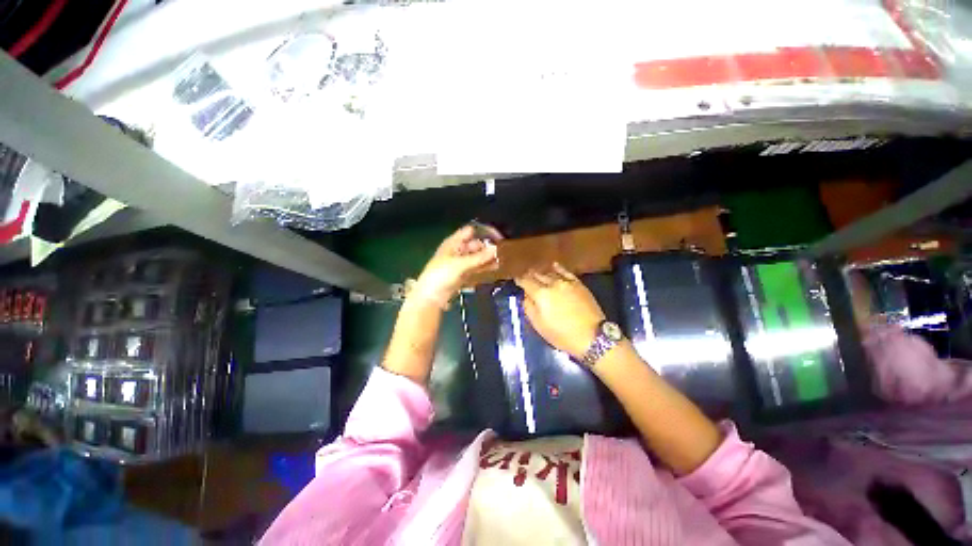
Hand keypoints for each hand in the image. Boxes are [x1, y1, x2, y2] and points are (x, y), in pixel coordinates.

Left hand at [414, 224, 501, 306]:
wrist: (431, 296)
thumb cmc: (442, 274)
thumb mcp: (461, 264)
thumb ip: (479, 257)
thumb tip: (496, 249)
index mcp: (453, 243)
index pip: (469, 231)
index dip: (483, 232)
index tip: (497, 237)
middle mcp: (457, 251)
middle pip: (475, 245)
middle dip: (487, 247)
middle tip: (503, 251)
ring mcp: (460, 263)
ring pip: (476, 257)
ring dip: (487, 258)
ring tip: (502, 259)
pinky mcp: (462, 275)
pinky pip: (475, 268)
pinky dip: (483, 267)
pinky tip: (495, 268)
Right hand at [515, 263, 605, 358]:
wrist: (591, 336)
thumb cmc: (562, 334)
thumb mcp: (539, 325)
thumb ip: (529, 307)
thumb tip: (526, 296)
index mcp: (540, 294)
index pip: (526, 281)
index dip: (519, 280)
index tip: (516, 280)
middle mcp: (552, 284)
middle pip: (537, 275)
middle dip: (529, 275)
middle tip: (525, 277)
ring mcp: (566, 282)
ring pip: (550, 273)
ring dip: (541, 273)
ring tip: (537, 273)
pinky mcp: (578, 284)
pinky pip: (565, 272)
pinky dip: (558, 268)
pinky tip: (554, 266)